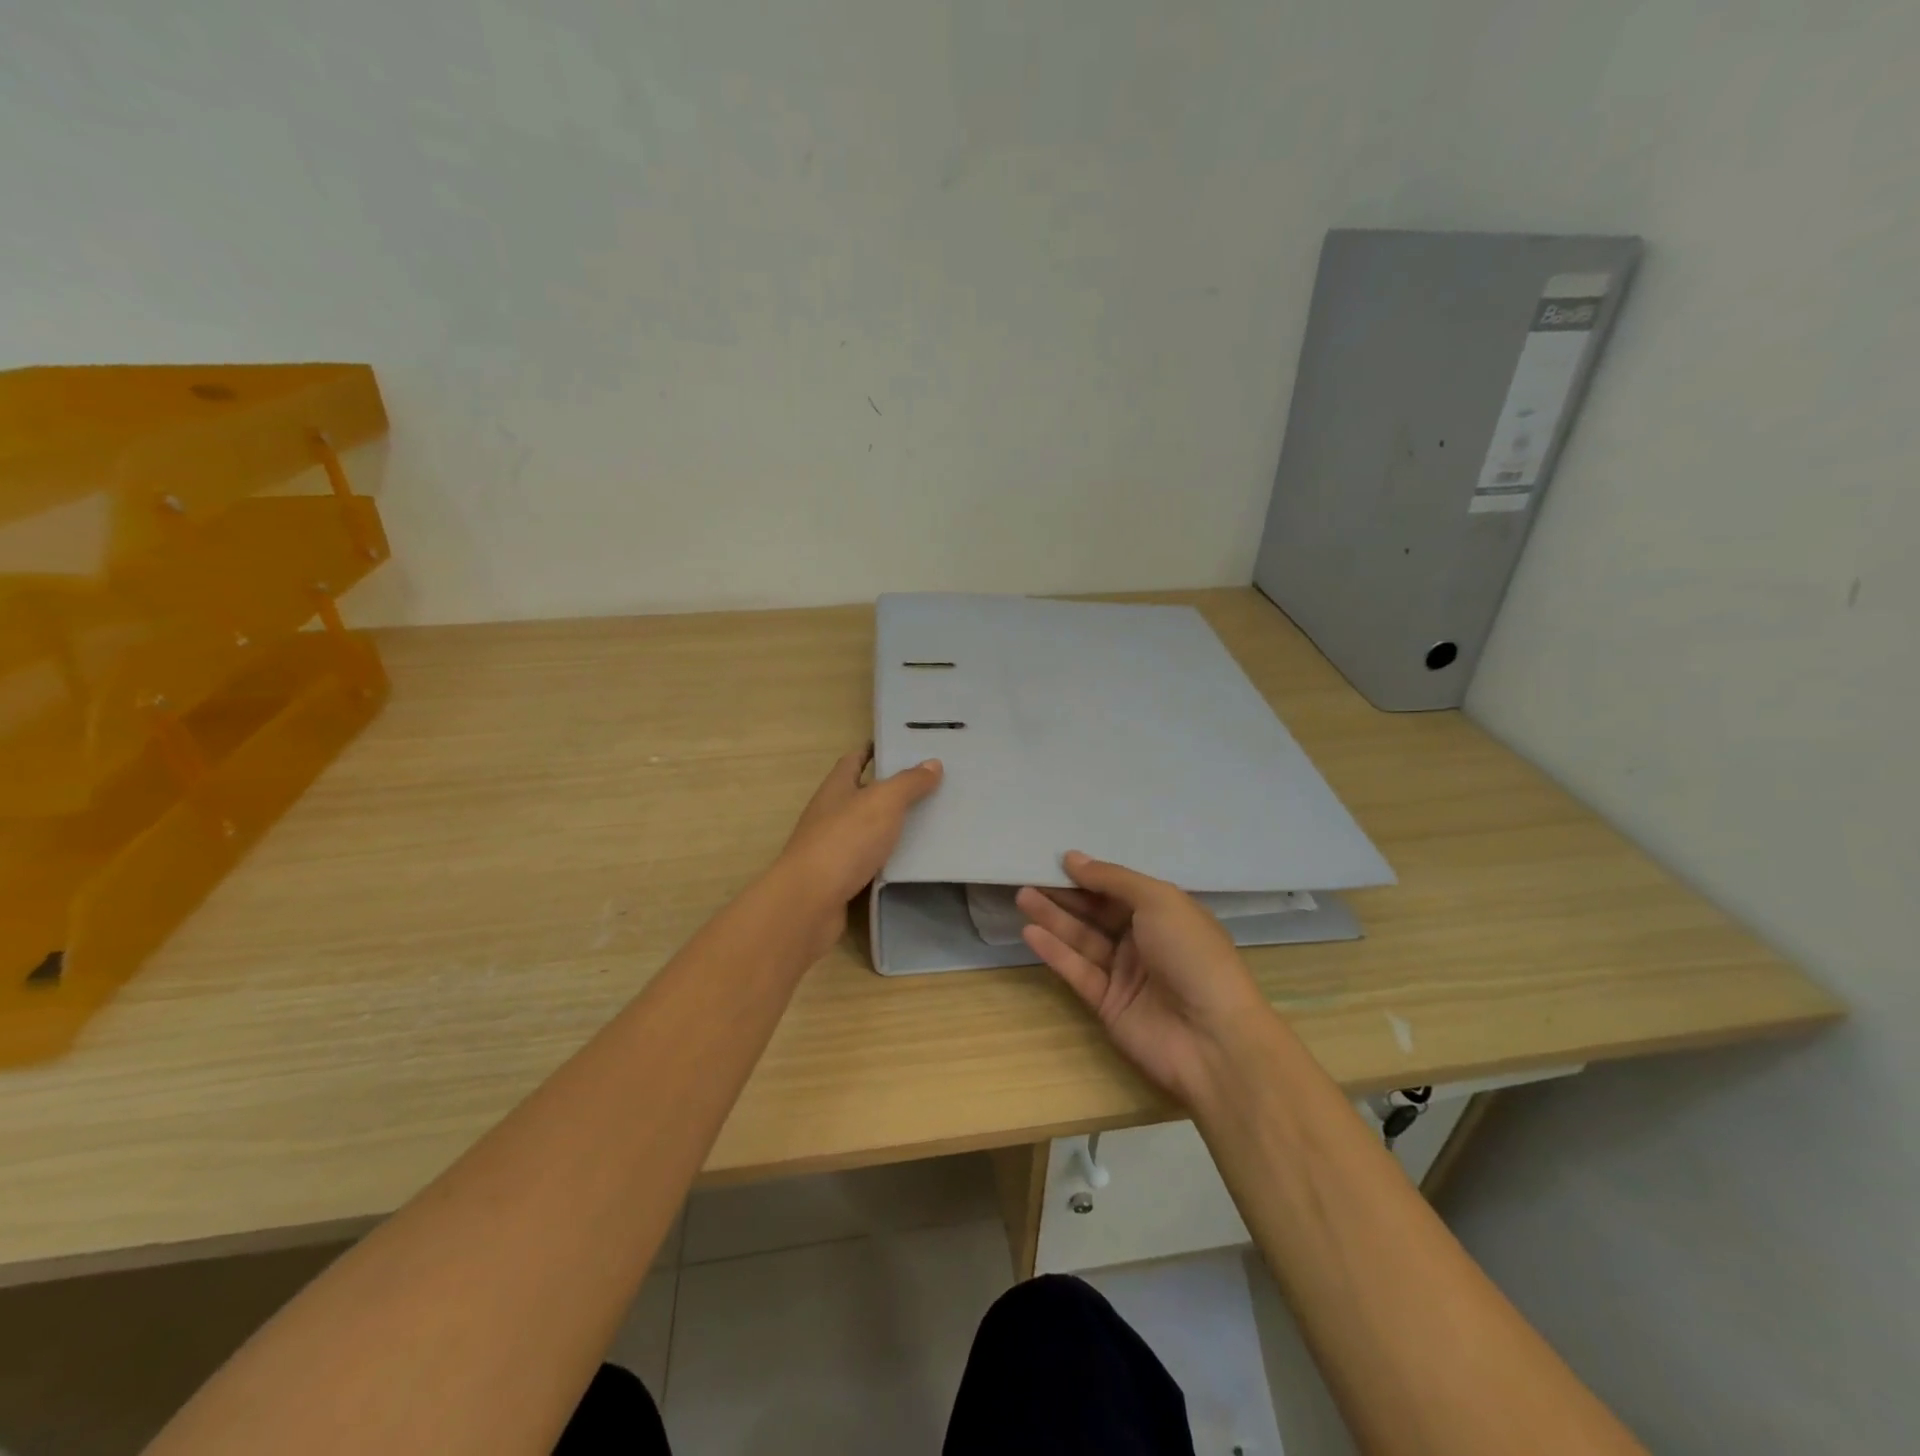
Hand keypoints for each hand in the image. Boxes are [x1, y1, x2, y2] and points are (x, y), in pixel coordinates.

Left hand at [778, 746, 943, 953]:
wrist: (810, 901)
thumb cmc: (845, 840)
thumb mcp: (883, 802)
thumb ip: (908, 783)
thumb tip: (932, 763)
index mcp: (836, 788)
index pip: (853, 760)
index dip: (873, 751)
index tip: (901, 747)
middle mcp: (829, 814)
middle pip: (861, 794)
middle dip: (889, 789)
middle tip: (928, 786)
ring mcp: (831, 848)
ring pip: (866, 829)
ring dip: (890, 825)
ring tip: (928, 821)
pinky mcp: (838, 878)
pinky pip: (868, 860)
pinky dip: (887, 857)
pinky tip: (910, 860)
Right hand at [1017, 852, 1272, 1106]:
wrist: (1213, 1039)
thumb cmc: (1192, 955)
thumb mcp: (1159, 901)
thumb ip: (1113, 879)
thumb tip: (1073, 858)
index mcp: (1166, 913)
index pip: (1119, 889)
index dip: (1090, 875)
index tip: (1056, 860)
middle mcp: (1145, 940)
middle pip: (1097, 912)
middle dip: (1065, 895)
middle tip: (1029, 876)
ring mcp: (1126, 973)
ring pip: (1083, 939)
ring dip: (1054, 918)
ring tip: (1022, 896)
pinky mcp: (1108, 1003)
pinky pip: (1078, 971)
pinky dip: (1056, 952)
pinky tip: (1031, 933)